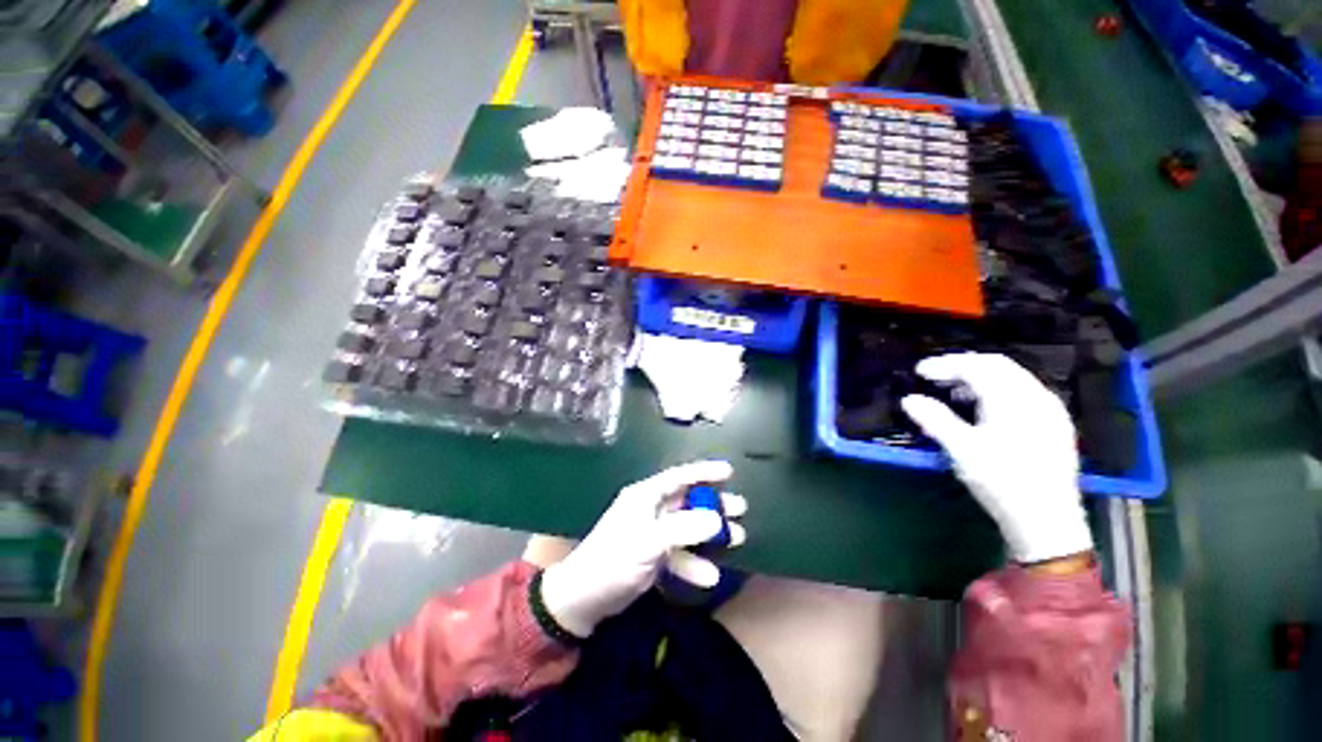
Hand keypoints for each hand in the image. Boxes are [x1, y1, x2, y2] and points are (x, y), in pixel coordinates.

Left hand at [540, 460, 746, 636]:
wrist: (583, 599)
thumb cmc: (613, 560)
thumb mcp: (648, 542)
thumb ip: (683, 529)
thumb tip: (717, 519)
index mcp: (645, 496)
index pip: (679, 476)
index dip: (704, 472)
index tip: (729, 471)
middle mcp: (651, 510)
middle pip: (688, 501)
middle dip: (714, 504)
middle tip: (740, 509)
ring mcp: (652, 534)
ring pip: (688, 527)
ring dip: (710, 534)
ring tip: (737, 538)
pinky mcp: (652, 556)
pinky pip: (680, 553)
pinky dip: (694, 563)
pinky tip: (709, 576)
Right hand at [899, 353, 1091, 563]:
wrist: (1047, 521)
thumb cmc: (1002, 482)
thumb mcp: (962, 450)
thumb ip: (935, 420)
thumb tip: (909, 399)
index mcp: (1015, 400)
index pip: (977, 367)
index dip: (945, 364)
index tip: (919, 371)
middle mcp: (1037, 398)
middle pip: (997, 366)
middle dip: (962, 366)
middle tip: (934, 376)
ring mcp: (1049, 411)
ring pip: (1012, 378)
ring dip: (979, 378)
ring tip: (952, 391)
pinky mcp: (1054, 425)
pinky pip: (1022, 393)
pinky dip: (997, 391)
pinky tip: (983, 408)